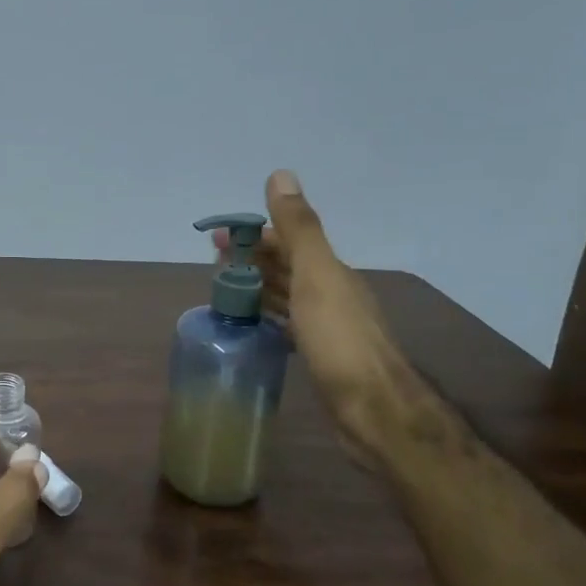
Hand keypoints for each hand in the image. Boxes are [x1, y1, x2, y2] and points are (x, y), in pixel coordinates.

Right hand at [217, 170, 421, 452]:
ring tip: (222, 290)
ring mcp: (327, 326)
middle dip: (250, 260)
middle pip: (286, 267)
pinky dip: (266, 318)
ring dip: (256, 287)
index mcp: (331, 271)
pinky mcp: (320, 356)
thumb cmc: (340, 340)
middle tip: (212, 265)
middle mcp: (331, 293)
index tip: (215, 239)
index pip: (287, 241)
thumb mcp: (316, 277)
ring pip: (285, 296)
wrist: (373, 410)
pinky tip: (250, 324)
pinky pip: (286, 325)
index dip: (252, 235)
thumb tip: (281, 174)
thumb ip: (298, 229)